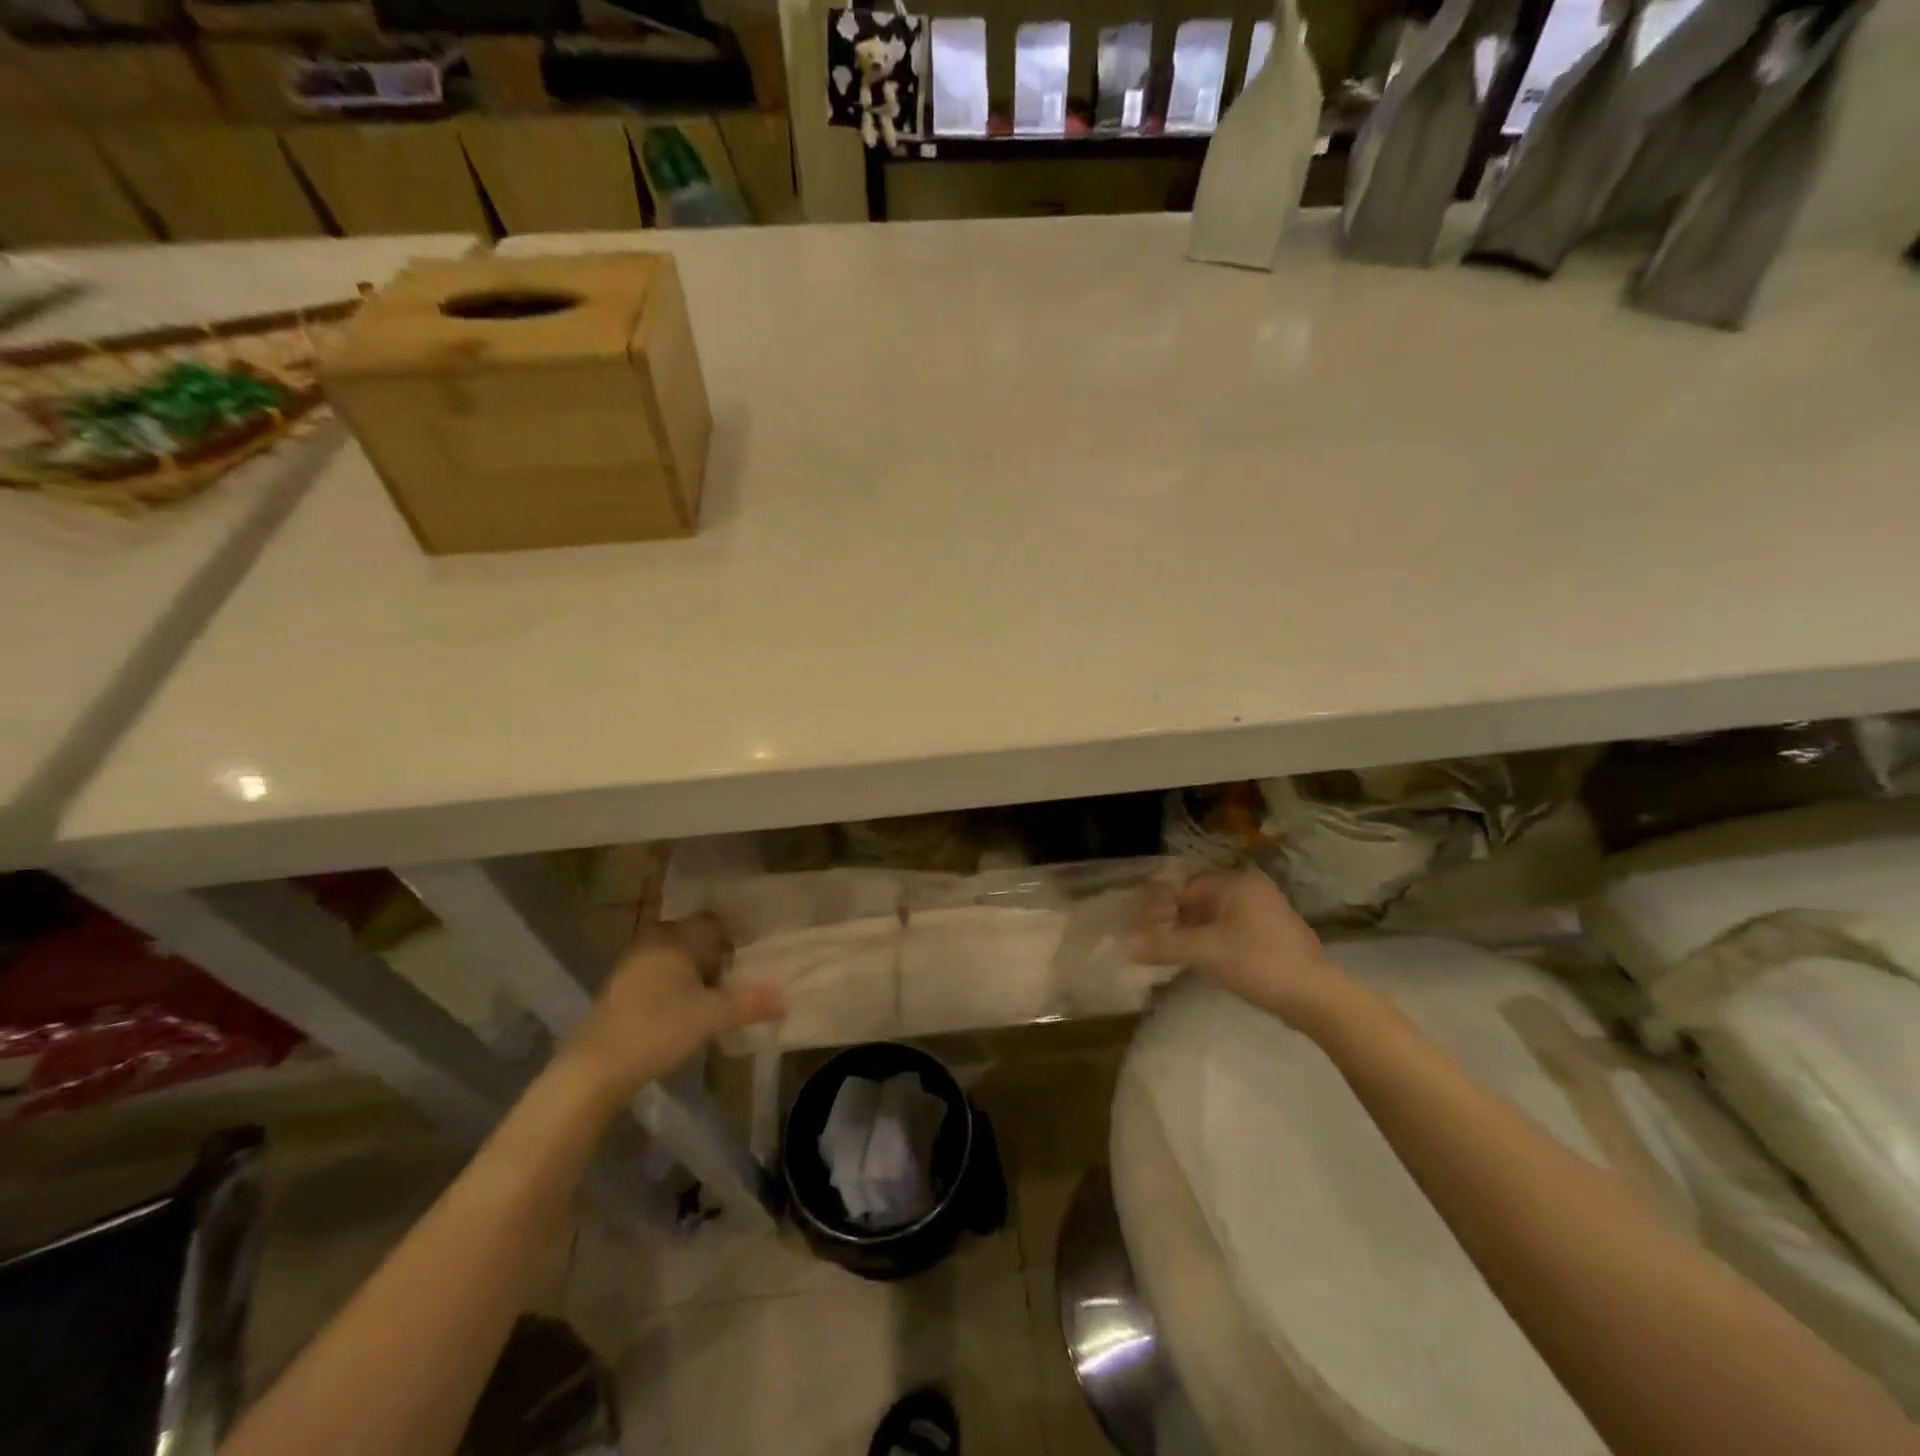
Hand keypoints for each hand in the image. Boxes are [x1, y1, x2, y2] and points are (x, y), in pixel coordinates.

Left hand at [558, 914, 785, 1102]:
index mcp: (675, 938)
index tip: (745, 964)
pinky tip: (678, 1015)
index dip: (733, 940)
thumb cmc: (659, 1028)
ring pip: (673, 958)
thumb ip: (751, 1003)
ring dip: (691, 975)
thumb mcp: (713, 1016)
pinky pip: (655, 976)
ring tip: (708, 1002)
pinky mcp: (617, 990)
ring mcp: (630, 965)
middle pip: (692, 939)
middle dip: (713, 957)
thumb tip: (787, 998)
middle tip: (731, 984)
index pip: (712, 922)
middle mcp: (651, 942)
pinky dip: (671, 988)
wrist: (595, 1068)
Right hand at [1126, 871, 1347, 1029]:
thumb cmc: (1258, 963)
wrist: (1317, 999)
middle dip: (1171, 921)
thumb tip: (1124, 942)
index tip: (1138, 929)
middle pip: (1197, 901)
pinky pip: (1228, 931)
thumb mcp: (1205, 952)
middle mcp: (1251, 890)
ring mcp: (1264, 914)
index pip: (1184, 887)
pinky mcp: (1271, 938)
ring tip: (1167, 953)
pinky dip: (1208, 942)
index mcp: (1236, 882)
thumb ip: (1163, 944)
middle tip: (1148, 942)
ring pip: (1213, 918)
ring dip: (1188, 933)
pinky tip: (1197, 961)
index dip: (1157, 908)